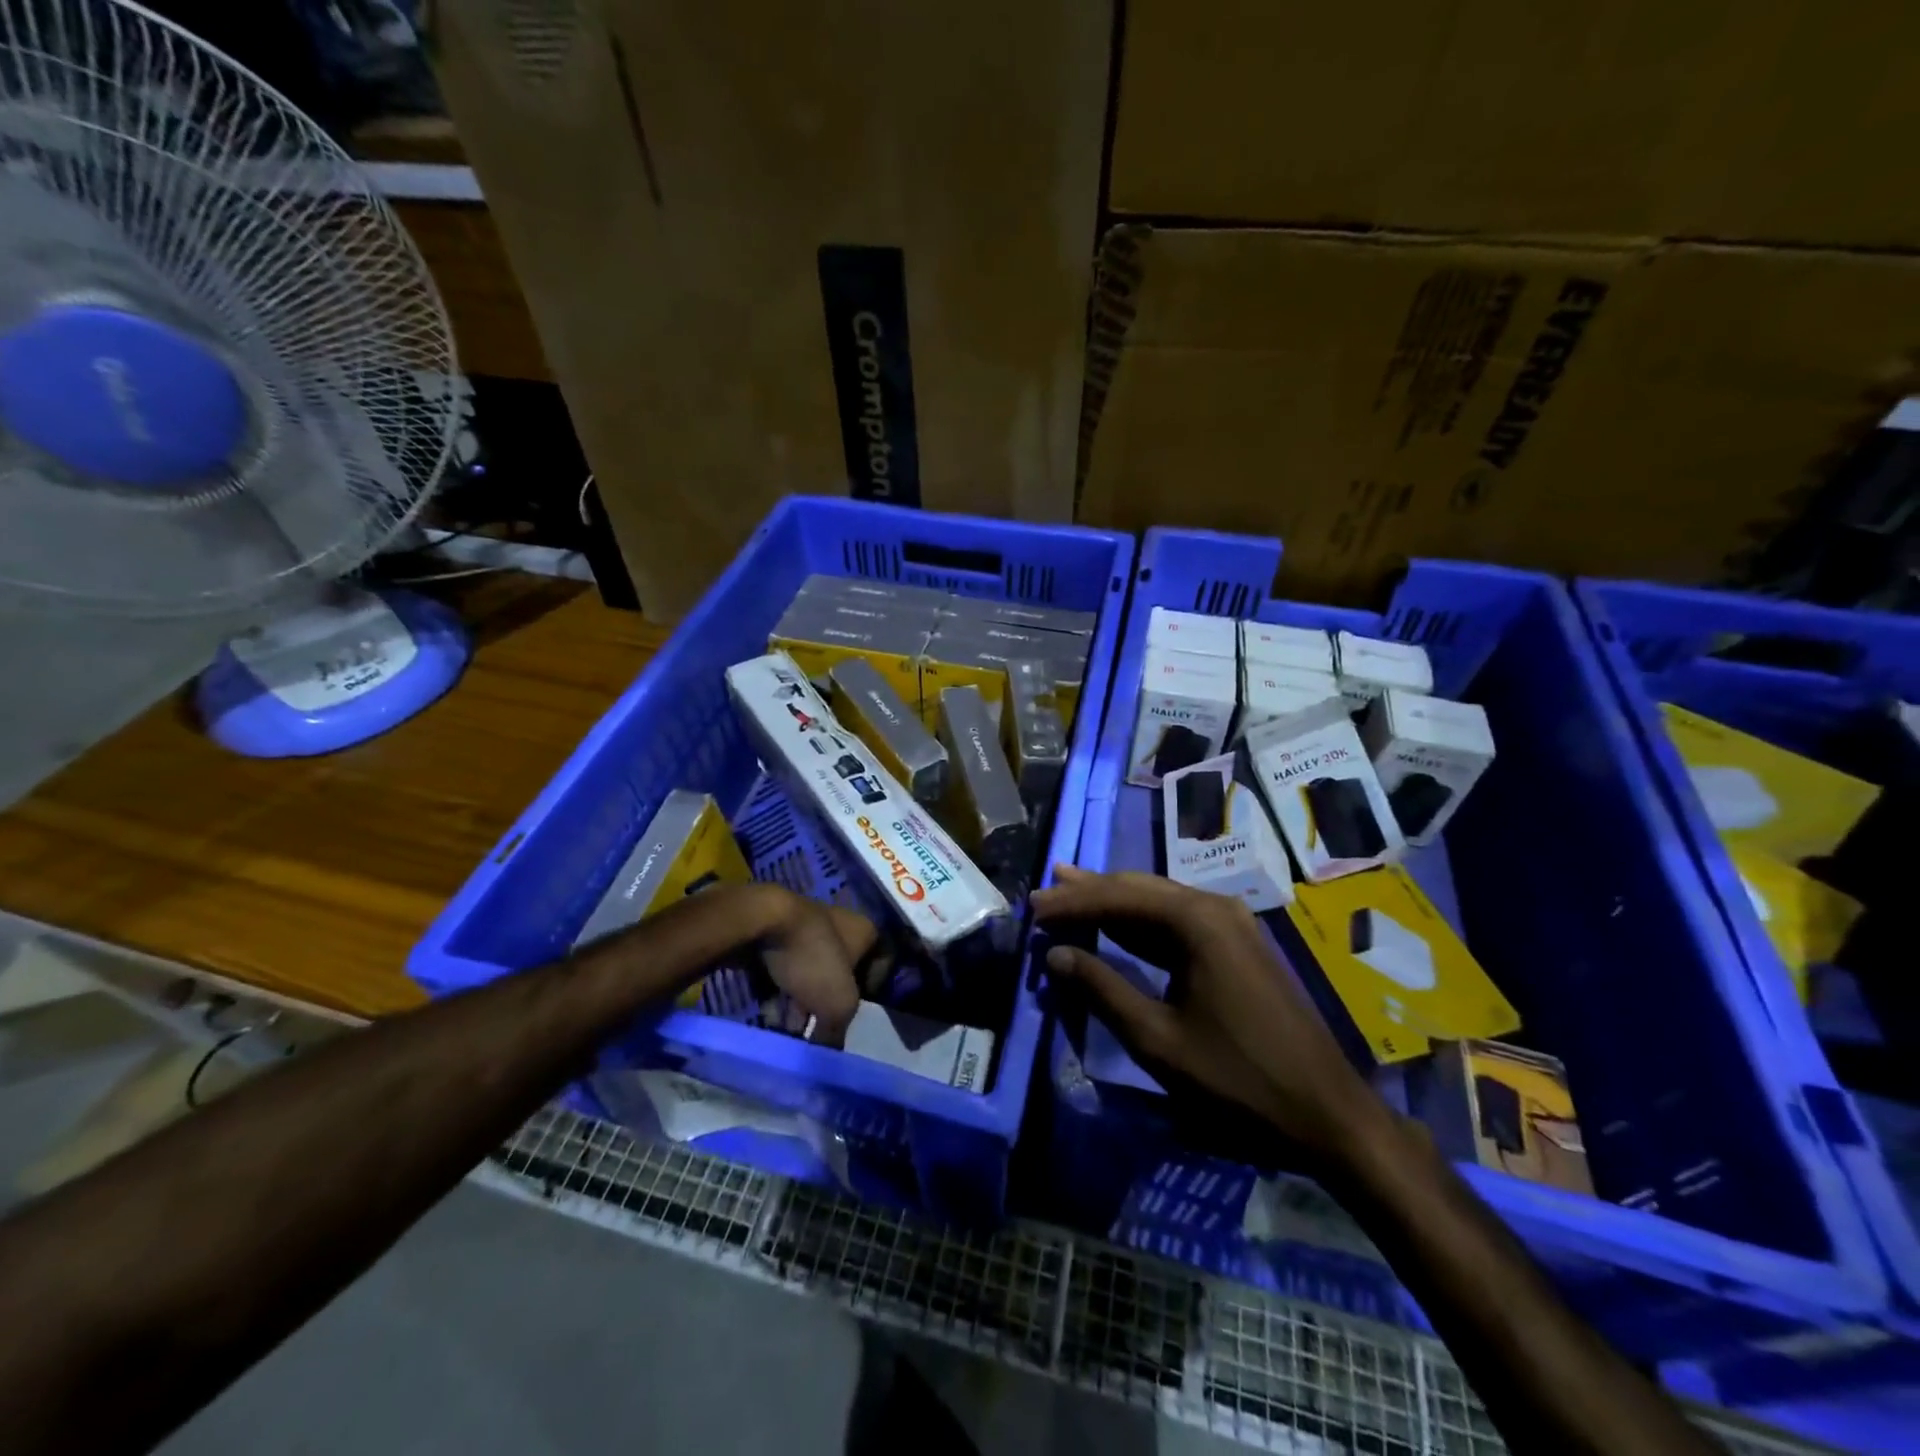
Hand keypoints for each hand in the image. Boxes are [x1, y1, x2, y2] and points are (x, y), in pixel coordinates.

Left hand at [740, 885, 875, 1048]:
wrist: (760, 921)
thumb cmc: (812, 958)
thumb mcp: (838, 1005)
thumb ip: (837, 1033)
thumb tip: (828, 1055)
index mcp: (865, 932)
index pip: (881, 965)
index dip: (872, 993)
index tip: (856, 1016)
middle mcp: (839, 924)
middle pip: (840, 974)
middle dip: (826, 1006)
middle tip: (814, 1031)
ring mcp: (806, 926)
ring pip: (809, 973)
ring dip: (799, 1003)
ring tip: (785, 1028)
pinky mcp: (776, 931)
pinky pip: (784, 968)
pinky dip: (778, 990)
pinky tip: (767, 1011)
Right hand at [1032, 866, 1383, 1162]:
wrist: (1326, 1112)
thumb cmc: (1236, 1078)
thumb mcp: (1157, 1039)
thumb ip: (1102, 989)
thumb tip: (1055, 954)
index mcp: (1197, 921)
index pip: (1119, 899)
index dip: (1072, 903)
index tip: (1033, 908)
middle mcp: (1215, 908)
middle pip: (1139, 890)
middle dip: (1090, 892)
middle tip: (1045, 892)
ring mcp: (1231, 925)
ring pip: (1158, 902)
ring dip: (1113, 904)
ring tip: (1069, 893)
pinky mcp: (1237, 946)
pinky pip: (1177, 923)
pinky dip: (1140, 925)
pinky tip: (1115, 926)